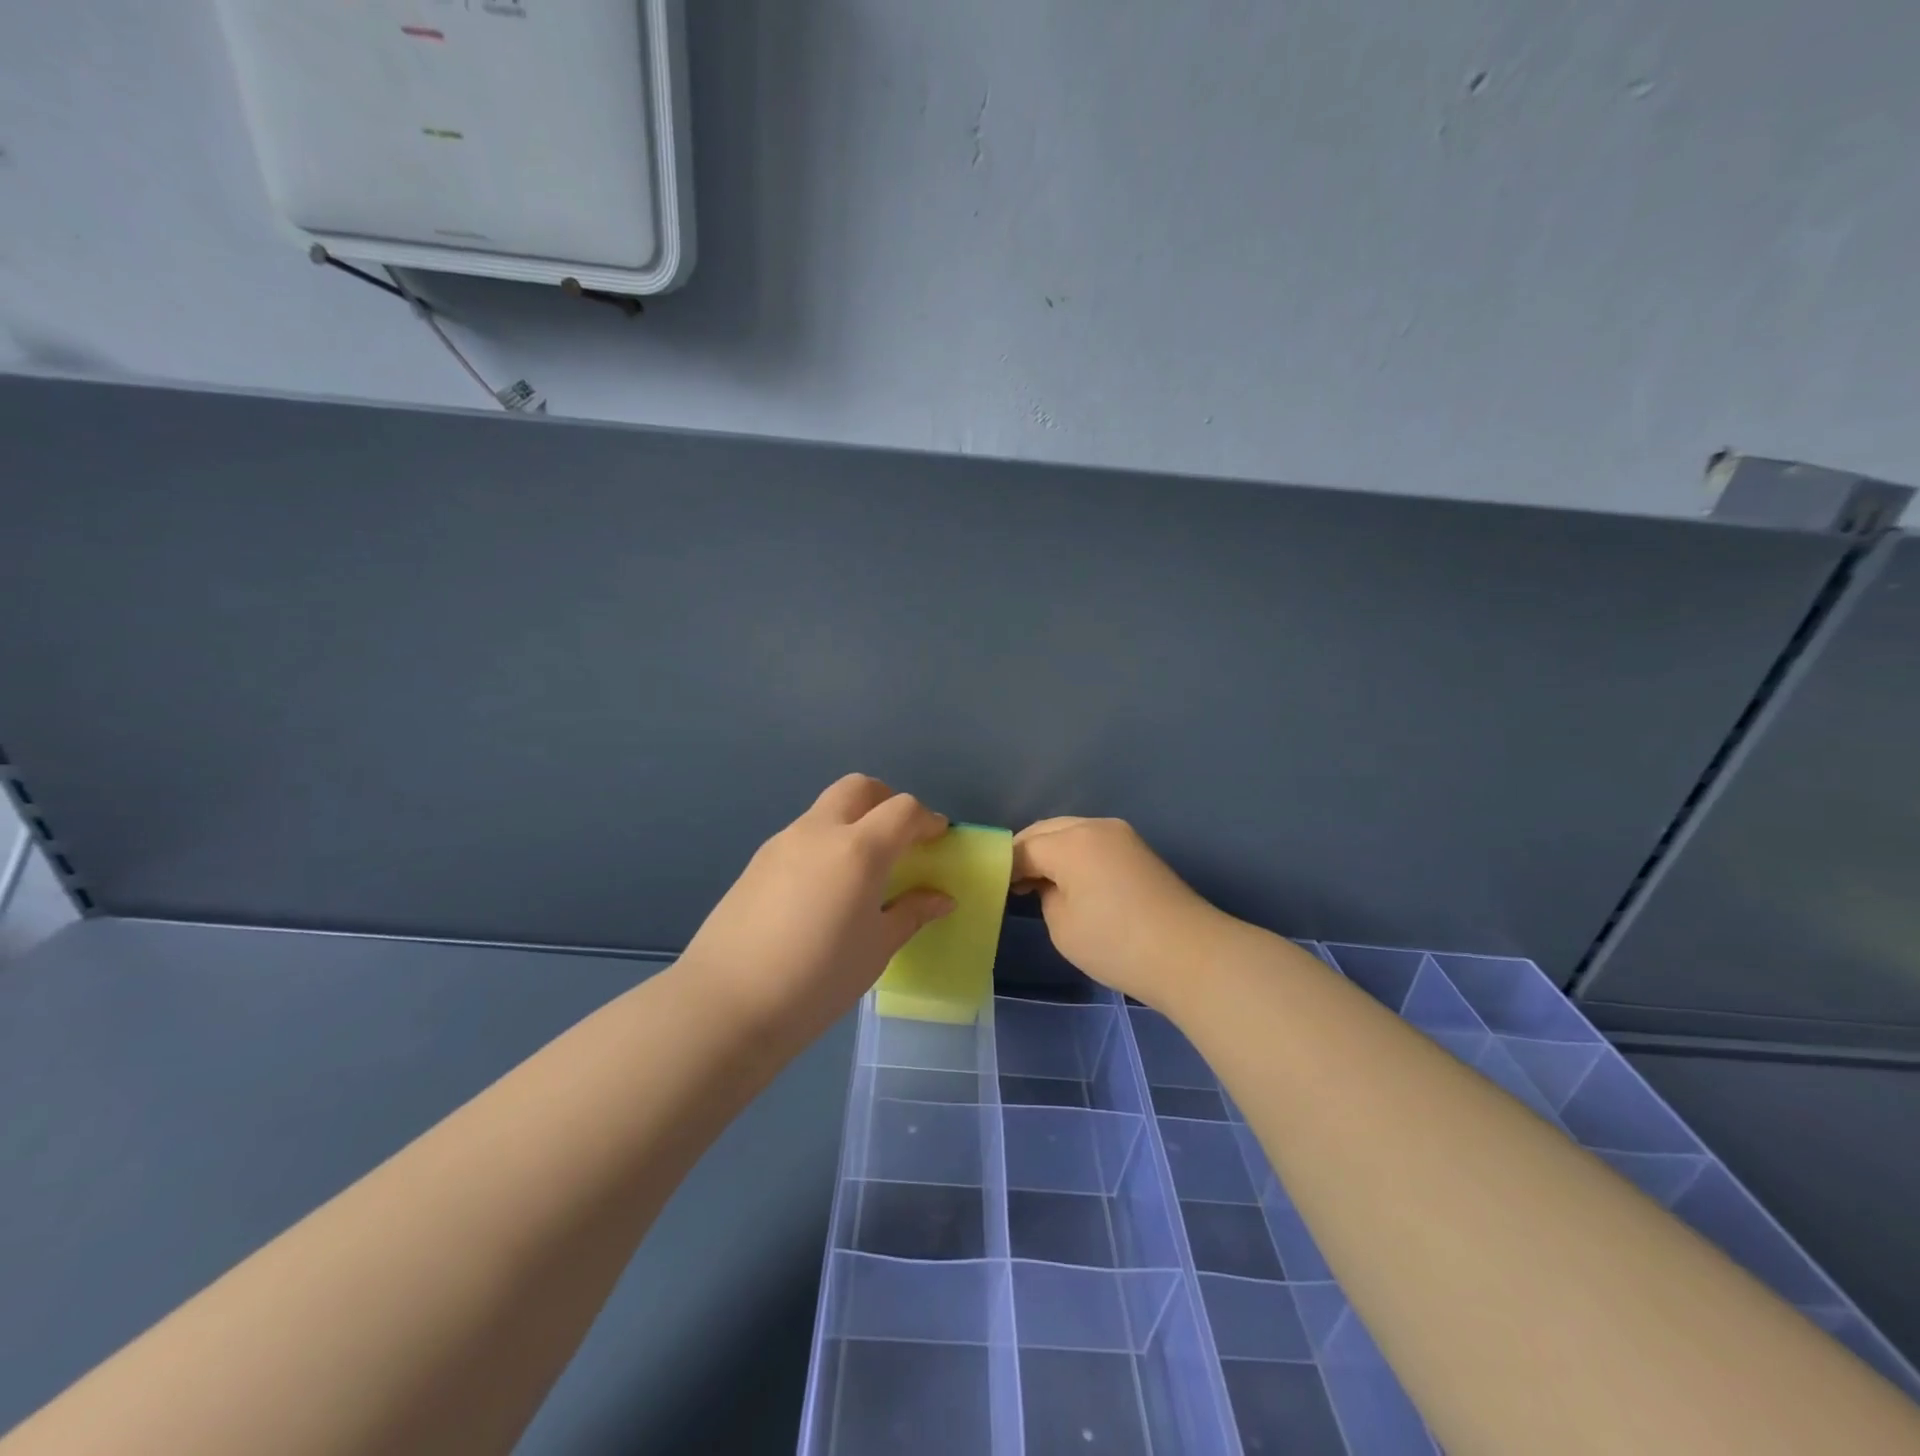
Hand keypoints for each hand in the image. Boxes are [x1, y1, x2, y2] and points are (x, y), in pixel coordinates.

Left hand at [681, 775, 955, 1038]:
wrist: (726, 1003)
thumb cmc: (817, 979)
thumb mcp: (876, 950)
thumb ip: (911, 914)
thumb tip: (941, 898)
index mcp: (858, 850)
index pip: (902, 809)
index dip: (926, 820)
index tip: (937, 840)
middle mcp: (819, 831)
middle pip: (860, 787)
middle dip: (887, 802)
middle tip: (900, 838)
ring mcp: (783, 842)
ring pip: (827, 808)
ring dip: (853, 820)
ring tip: (862, 870)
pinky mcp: (758, 861)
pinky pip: (803, 834)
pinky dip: (826, 841)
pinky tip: (824, 888)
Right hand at [1012, 817, 1227, 1006]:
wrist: (1189, 955)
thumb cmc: (1116, 944)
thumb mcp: (1062, 926)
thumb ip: (1046, 895)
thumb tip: (1051, 885)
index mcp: (1071, 842)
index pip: (1024, 847)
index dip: (1005, 867)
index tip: (995, 889)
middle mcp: (1095, 826)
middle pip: (1046, 831)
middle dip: (1027, 853)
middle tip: (1014, 885)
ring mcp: (1121, 835)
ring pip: (1071, 832)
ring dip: (1052, 851)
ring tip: (1041, 884)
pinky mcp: (1138, 849)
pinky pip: (1092, 842)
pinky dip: (1075, 855)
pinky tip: (1071, 881)